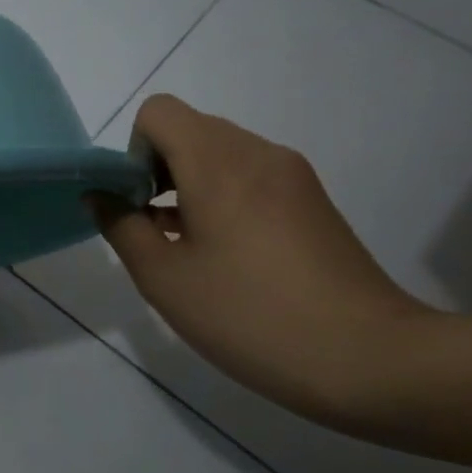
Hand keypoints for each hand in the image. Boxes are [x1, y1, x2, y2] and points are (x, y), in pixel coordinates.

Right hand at [89, 95, 433, 425]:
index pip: (159, 113)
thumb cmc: (249, 315)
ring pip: (219, 154)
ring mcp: (292, 176)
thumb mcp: (163, 277)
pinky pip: (250, 176)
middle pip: (189, 130)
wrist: (370, 359)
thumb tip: (100, 195)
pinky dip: (222, 199)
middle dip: (157, 170)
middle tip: (154, 231)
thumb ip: (121, 227)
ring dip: (188, 186)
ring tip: (188, 248)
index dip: (133, 152)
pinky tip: (225, 255)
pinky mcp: (312, 201)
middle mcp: (258, 153)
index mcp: (219, 163)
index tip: (137, 203)